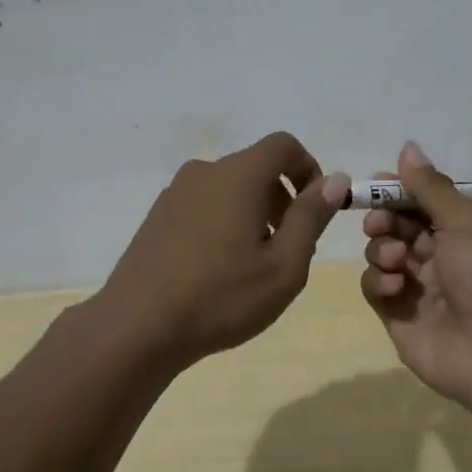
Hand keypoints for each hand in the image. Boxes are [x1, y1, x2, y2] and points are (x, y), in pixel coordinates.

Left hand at [96, 132, 350, 372]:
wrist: (137, 326)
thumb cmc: (221, 296)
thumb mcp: (284, 264)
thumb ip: (311, 216)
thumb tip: (334, 179)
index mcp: (238, 175)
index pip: (283, 145)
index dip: (308, 170)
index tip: (315, 211)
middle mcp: (205, 172)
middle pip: (257, 168)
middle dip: (283, 200)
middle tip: (290, 249)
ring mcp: (175, 193)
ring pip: (230, 189)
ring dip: (254, 214)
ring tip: (255, 266)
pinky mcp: (158, 216)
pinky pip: (204, 205)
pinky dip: (224, 223)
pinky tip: (219, 270)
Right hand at [360, 141, 471, 407]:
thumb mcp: (465, 222)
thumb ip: (431, 187)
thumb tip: (408, 147)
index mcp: (464, 233)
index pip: (423, 203)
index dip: (399, 192)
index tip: (377, 184)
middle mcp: (441, 258)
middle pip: (398, 226)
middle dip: (385, 218)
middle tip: (379, 222)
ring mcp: (418, 289)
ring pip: (382, 254)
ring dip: (383, 249)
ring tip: (398, 260)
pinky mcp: (399, 317)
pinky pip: (375, 288)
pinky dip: (379, 281)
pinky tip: (396, 287)